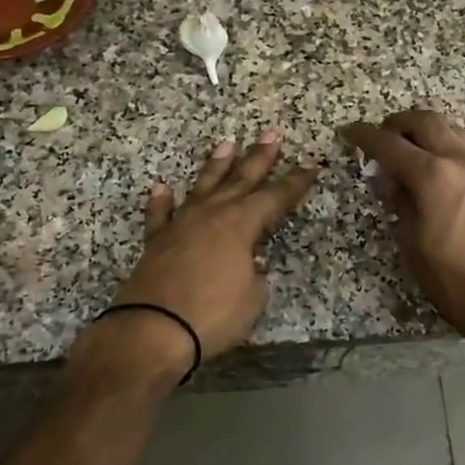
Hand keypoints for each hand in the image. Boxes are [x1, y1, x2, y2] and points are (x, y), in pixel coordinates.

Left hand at [97, 131, 319, 370]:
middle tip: (272, 135)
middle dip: (259, 158)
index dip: (296, 182)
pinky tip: (161, 188)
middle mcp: (211, 215)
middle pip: (241, 180)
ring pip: (203, 187)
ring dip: (216, 166)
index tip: (312, 165)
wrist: (153, 330)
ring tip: (226, 144)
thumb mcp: (253, 297)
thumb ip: (254, 274)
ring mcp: (181, 225)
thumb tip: (248, 262)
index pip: (276, 197)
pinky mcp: (156, 242)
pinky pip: (160, 215)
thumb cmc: (213, 315)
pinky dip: (161, 202)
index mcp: (240, 224)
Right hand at [339, 110, 464, 350]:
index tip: (348, 132)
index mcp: (432, 175)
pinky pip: (463, 146)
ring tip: (405, 152)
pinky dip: (442, 144)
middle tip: (379, 139)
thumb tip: (384, 178)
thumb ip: (397, 201)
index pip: (390, 144)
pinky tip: (432, 169)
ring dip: (423, 131)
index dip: (364, 136)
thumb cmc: (451, 277)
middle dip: (397, 123)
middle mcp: (458, 160)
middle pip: (425, 121)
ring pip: (449, 128)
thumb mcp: (411, 242)